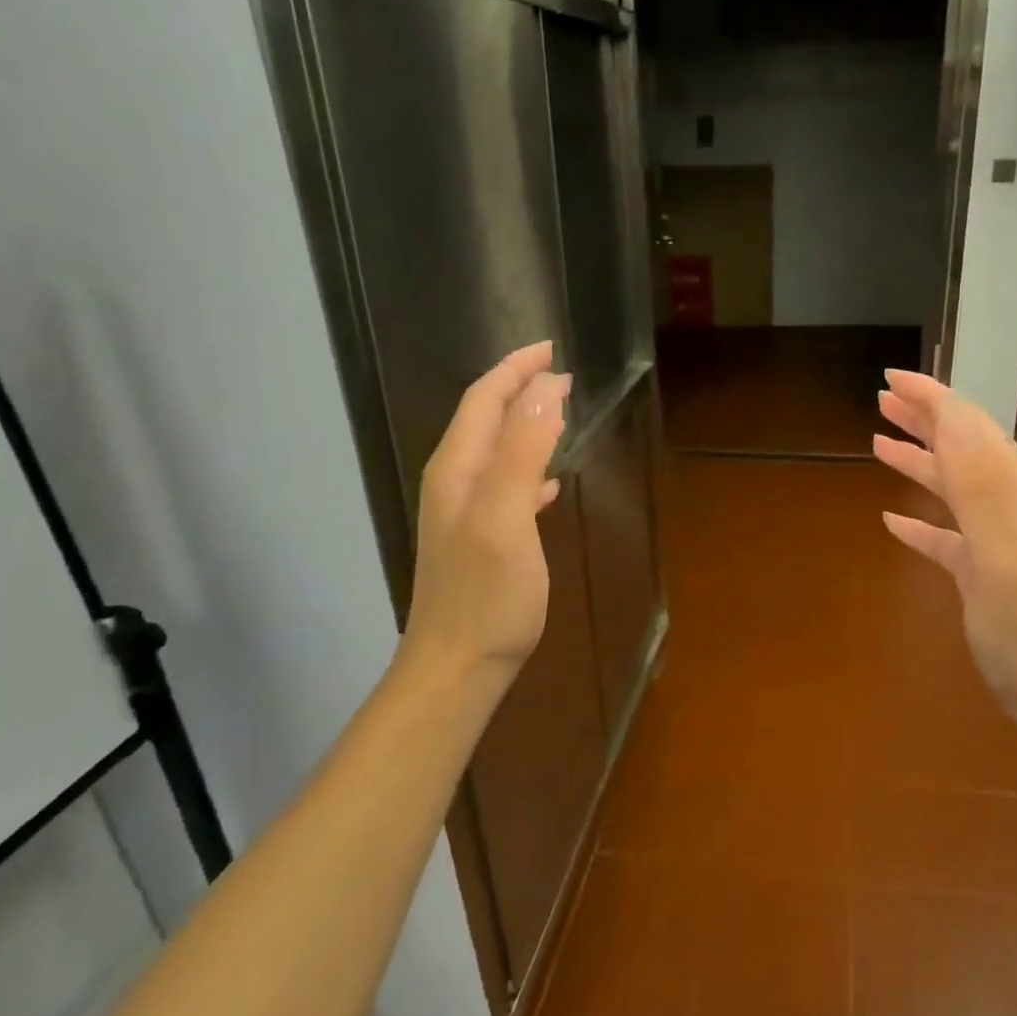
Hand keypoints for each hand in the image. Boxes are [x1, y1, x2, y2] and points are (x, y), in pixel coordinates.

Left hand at [403, 342, 569, 680]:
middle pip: (485, 419)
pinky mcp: (481, 539)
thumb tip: (547, 390)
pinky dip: (529, 467)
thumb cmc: (487, 595)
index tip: (553, 349)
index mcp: (458, 469)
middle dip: (520, 389)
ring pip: (496, 450)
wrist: (457, 666)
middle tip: (561, 373)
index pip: (484, 400)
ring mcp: (465, 513)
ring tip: (560, 411)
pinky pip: (506, 484)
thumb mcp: (506, 517)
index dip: (515, 370)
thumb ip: (523, 452)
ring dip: (525, 424)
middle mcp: (455, 482)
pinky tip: (549, 481)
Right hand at [872, 370, 1016, 736]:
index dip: (932, 398)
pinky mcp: (982, 573)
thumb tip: (952, 416)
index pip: (969, 427)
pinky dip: (918, 521)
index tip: (892, 379)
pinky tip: (892, 520)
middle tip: (882, 400)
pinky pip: (944, 535)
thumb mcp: (1005, 551)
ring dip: (917, 460)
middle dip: (923, 419)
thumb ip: (980, 483)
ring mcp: (994, 540)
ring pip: (950, 486)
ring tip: (879, 442)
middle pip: (960, 448)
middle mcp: (1006, 505)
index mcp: (1012, 491)